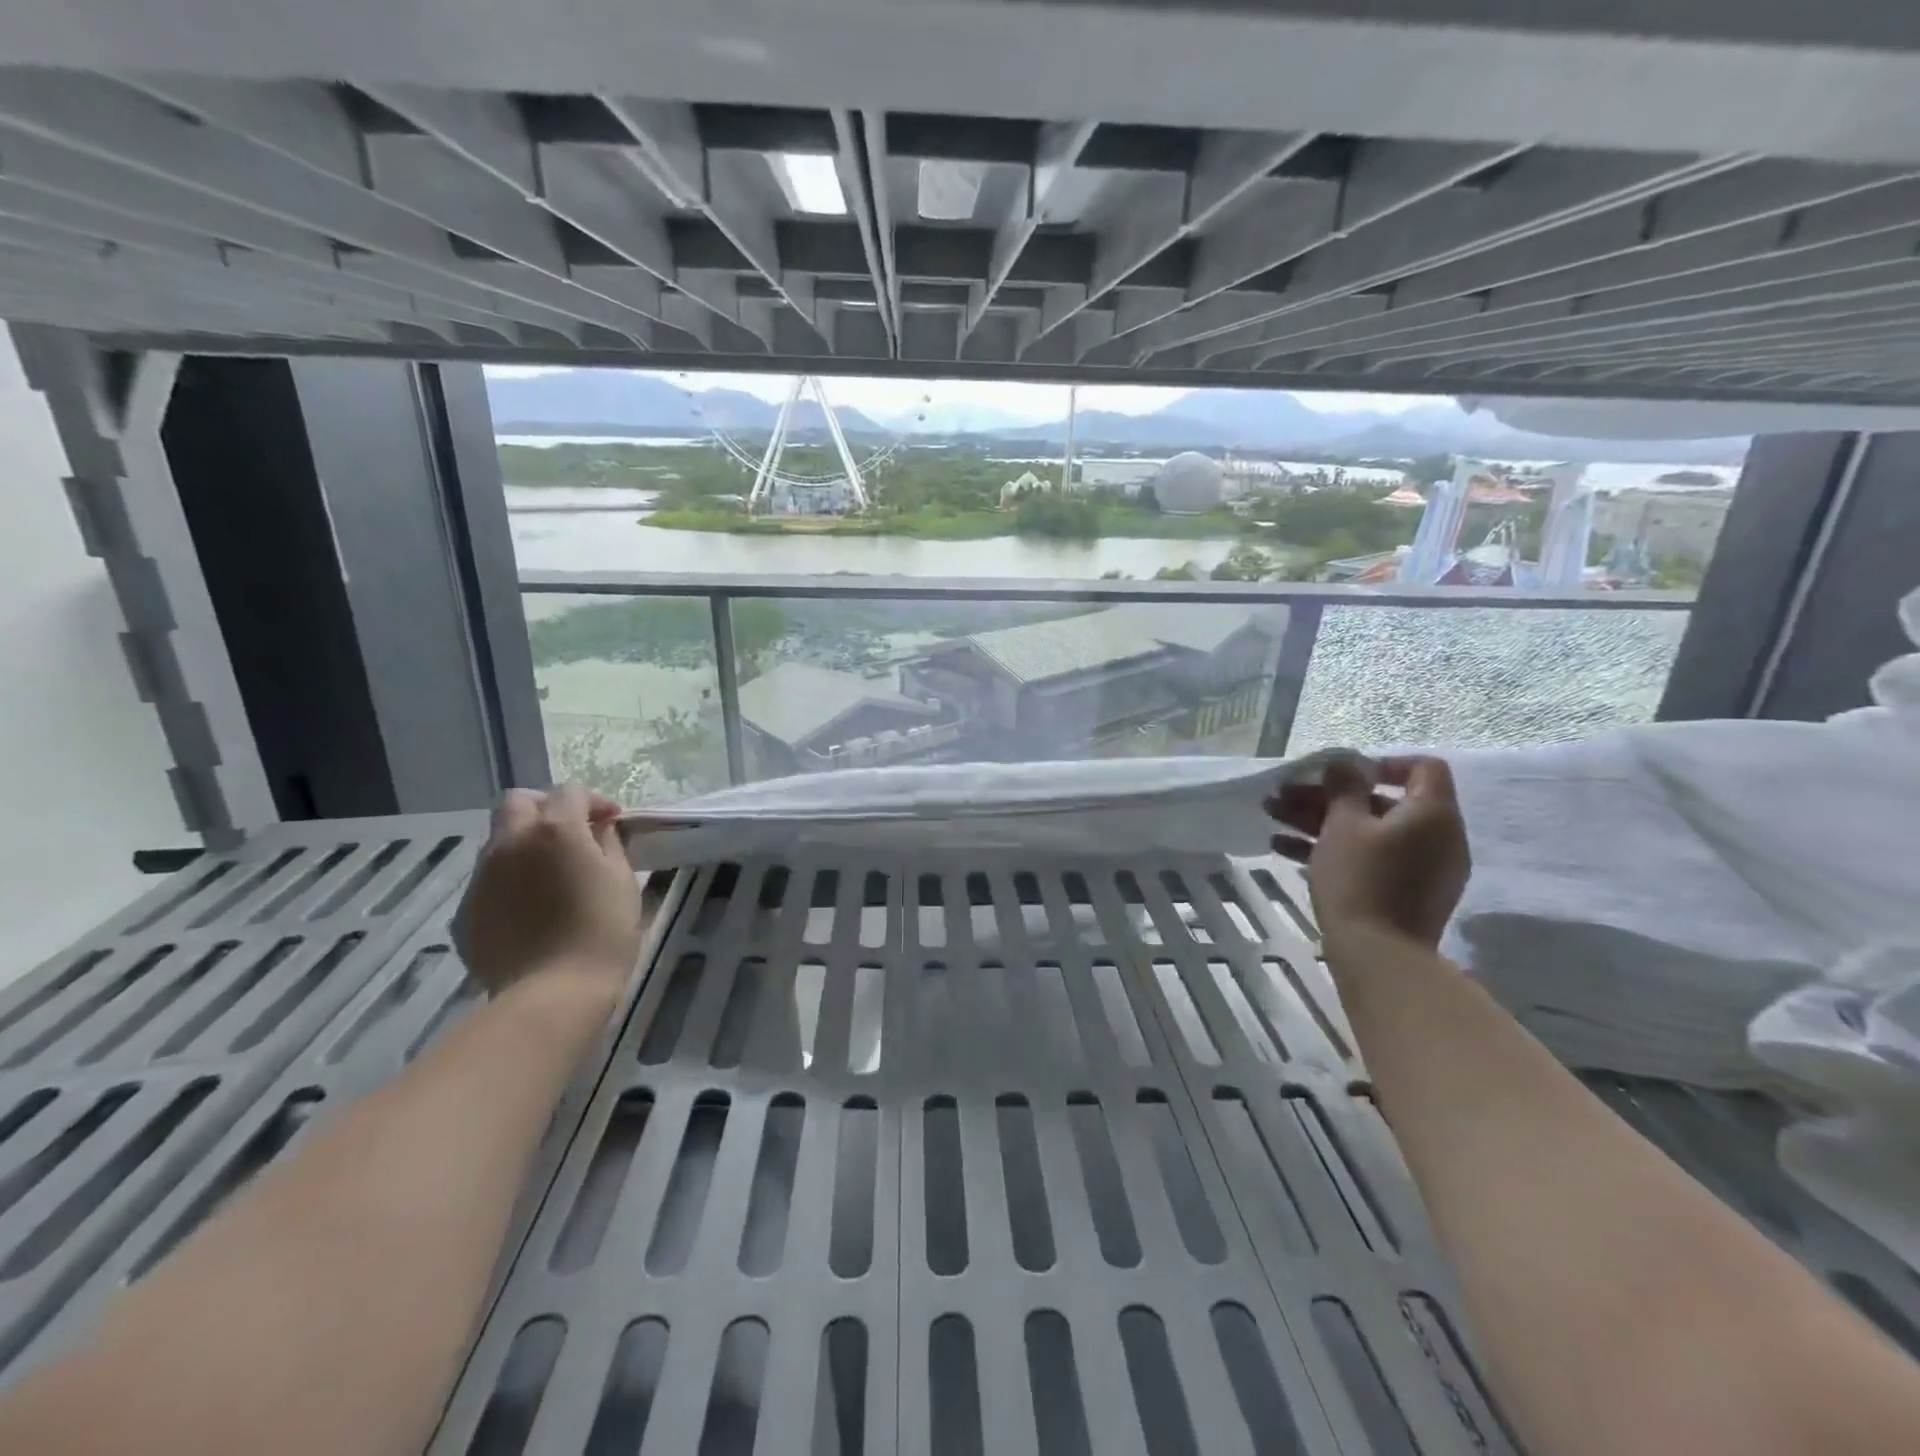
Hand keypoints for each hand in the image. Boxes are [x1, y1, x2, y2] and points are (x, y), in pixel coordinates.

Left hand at [453, 784, 642, 998]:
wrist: (553, 994)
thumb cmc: (603, 932)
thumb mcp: (622, 880)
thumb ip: (609, 844)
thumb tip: (599, 829)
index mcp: (555, 830)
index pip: (570, 792)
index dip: (594, 801)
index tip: (612, 822)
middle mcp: (511, 842)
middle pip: (518, 802)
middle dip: (546, 808)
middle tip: (571, 832)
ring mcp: (482, 876)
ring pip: (499, 840)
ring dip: (525, 843)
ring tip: (550, 874)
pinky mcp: (466, 910)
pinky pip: (489, 880)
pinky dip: (510, 880)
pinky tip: (531, 908)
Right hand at [1267, 755, 1469, 948]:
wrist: (1379, 956)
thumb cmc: (1361, 879)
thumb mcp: (1344, 824)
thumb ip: (1344, 787)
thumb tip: (1345, 763)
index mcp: (1432, 814)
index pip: (1423, 768)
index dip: (1380, 764)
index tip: (1339, 775)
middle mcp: (1437, 837)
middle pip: (1381, 801)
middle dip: (1326, 796)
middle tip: (1282, 796)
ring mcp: (1422, 869)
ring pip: (1368, 831)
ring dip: (1319, 820)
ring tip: (1272, 818)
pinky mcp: (1404, 893)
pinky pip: (1371, 858)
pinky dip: (1334, 849)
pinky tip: (1284, 850)